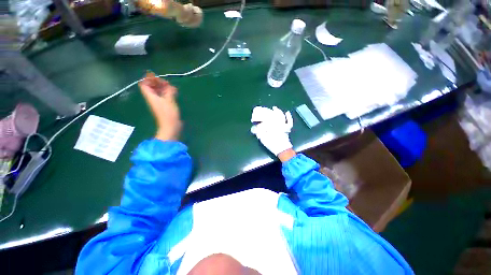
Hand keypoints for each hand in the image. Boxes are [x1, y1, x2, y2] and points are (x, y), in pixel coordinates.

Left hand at [139, 72, 181, 140]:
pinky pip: (163, 96)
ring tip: (171, 87)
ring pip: (158, 92)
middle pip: (151, 87)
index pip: (144, 84)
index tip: (156, 76)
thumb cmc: (168, 113)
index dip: (148, 79)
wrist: (171, 126)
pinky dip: (167, 93)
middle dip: (157, 82)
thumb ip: (169, 91)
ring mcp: (158, 102)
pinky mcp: (164, 106)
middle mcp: (153, 98)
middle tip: (166, 82)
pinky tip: (174, 92)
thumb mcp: (169, 100)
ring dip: (163, 88)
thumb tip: (170, 86)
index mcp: (151, 96)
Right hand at [250, 106, 293, 156]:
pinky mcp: (287, 128)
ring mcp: (283, 125)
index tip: (259, 112)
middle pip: (273, 115)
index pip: (266, 117)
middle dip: (269, 112)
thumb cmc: (272, 143)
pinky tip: (287, 112)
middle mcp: (277, 123)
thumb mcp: (263, 139)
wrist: (282, 149)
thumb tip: (253, 128)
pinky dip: (288, 117)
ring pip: (281, 116)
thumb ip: (258, 132)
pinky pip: (289, 121)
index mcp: (271, 125)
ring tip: (275, 108)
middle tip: (266, 109)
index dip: (262, 114)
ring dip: (278, 112)